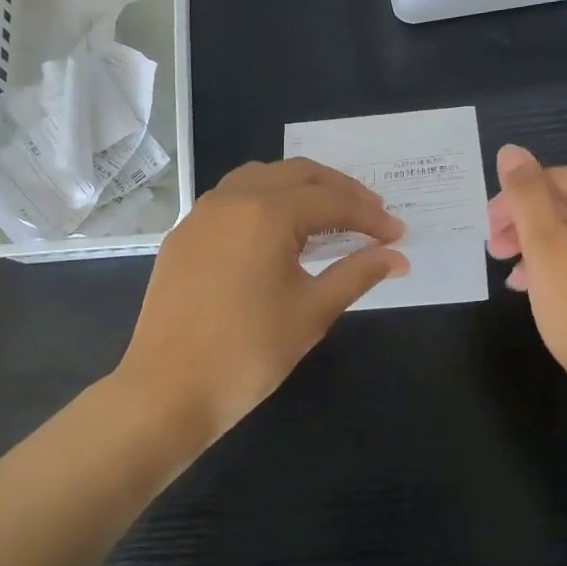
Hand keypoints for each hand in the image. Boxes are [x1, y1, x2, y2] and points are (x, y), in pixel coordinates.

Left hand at [117, 159, 408, 442]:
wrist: (168, 390)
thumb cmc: (249, 352)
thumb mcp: (313, 312)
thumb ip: (357, 274)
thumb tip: (397, 257)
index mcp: (266, 213)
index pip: (331, 202)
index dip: (370, 217)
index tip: (398, 235)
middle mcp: (231, 199)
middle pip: (296, 175)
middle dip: (339, 190)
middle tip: (371, 216)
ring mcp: (200, 215)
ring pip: (259, 178)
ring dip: (299, 188)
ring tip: (328, 215)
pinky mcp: (183, 236)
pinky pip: (231, 200)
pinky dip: (264, 202)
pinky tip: (277, 233)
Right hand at [487, 144, 566, 419]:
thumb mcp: (545, 248)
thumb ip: (525, 195)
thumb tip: (511, 150)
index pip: (554, 179)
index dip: (514, 201)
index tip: (488, 235)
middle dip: (526, 226)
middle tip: (496, 255)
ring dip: (542, 248)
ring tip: (515, 279)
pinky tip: (545, 291)